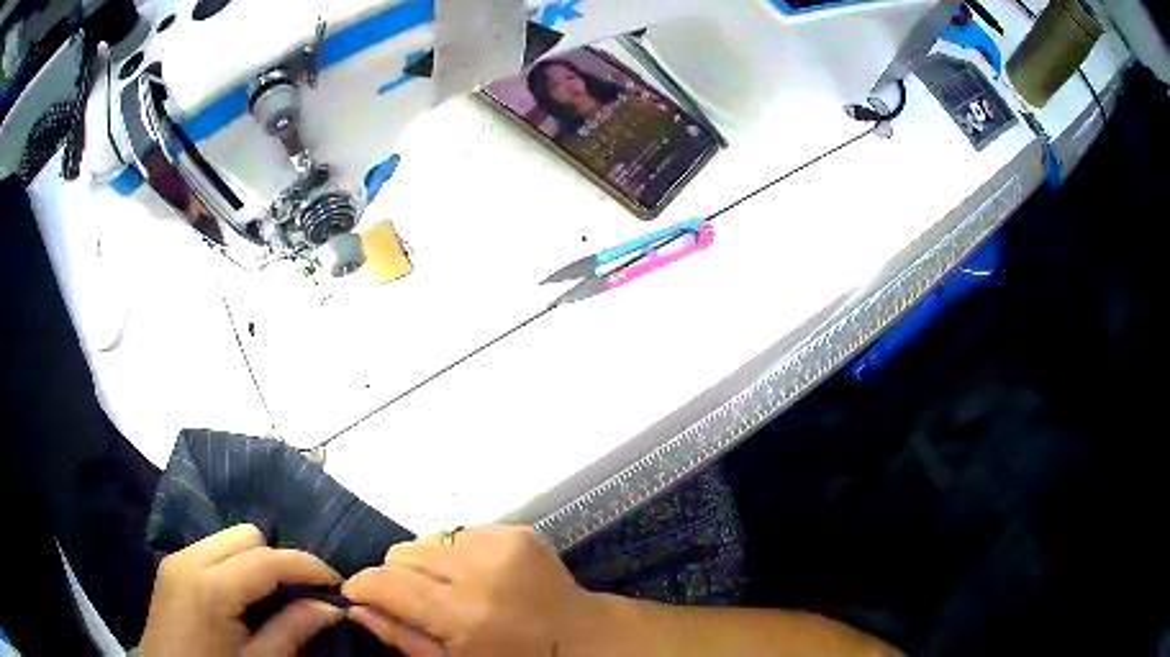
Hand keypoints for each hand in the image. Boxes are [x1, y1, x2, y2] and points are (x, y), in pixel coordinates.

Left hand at [140, 524, 343, 656]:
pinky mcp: (171, 565)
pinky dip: (235, 564)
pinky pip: (212, 549)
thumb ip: (292, 631)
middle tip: (302, 594)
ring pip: (229, 538)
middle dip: (279, 560)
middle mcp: (189, 559)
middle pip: (247, 535)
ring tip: (274, 596)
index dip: (306, 567)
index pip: (266, 559)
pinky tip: (243, 597)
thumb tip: (331, 608)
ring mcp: (176, 558)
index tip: (337, 583)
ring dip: (257, 561)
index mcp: (208, 587)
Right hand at [343, 526, 594, 656]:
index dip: (361, 585)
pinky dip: (455, 553)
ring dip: (426, 562)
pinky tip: (474, 577)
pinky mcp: (518, 531)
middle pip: (403, 553)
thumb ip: (402, 636)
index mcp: (464, 615)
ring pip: (428, 538)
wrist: (583, 640)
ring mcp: (502, 545)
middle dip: (396, 575)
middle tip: (413, 600)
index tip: (355, 593)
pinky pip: (460, 533)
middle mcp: (480, 571)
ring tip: (446, 588)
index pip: (387, 582)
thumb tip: (357, 607)